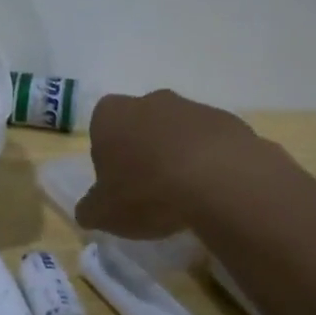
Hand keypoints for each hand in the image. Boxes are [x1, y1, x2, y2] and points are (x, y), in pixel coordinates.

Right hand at [75, 90, 265, 239]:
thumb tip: (88, 210)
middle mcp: (149, 101)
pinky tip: (213, 191)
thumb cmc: (147, 192)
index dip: (107, 157)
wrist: (220, 181)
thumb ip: (91, 209)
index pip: (100, 129)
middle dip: (143, 152)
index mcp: (111, 115)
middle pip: (140, 126)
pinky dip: (209, 162)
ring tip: (185, 196)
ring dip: (178, 156)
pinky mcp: (227, 121)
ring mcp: (192, 107)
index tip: (117, 185)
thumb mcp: (105, 213)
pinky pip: (211, 143)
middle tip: (149, 190)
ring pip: (177, 132)